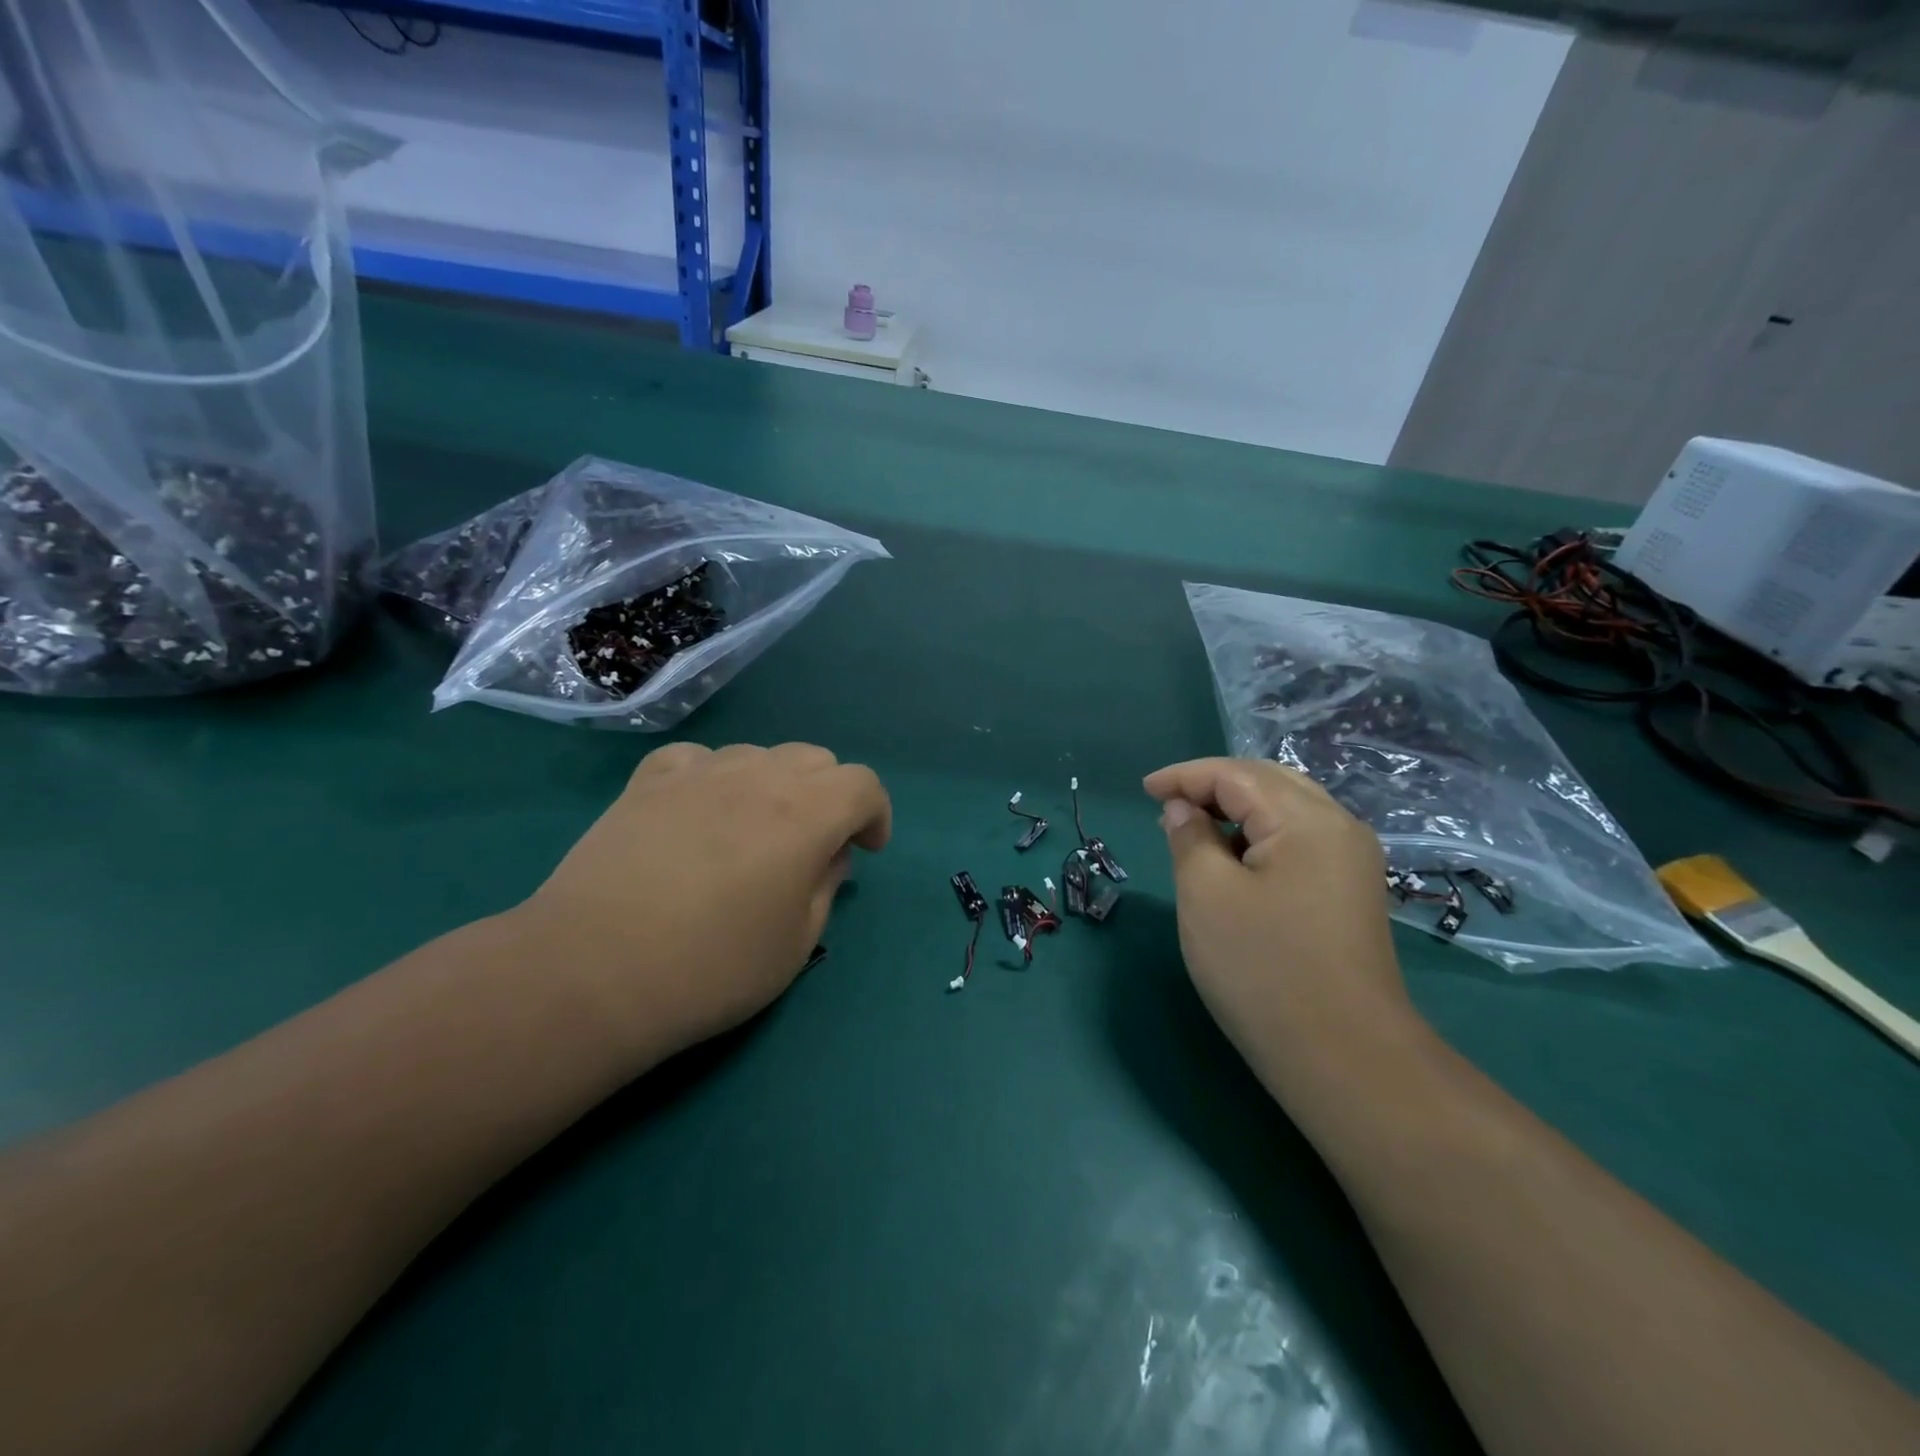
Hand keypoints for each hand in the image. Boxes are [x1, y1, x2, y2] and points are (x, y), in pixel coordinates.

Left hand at [513, 742, 890, 1065]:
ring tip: (755, 832)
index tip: (866, 850)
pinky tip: (701, 810)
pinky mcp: (648, 782)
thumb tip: (830, 856)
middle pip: (816, 760)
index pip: (863, 784)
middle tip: (815, 845)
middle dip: (831, 796)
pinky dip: (716, 776)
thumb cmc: (710, 968)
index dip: (875, 814)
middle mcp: (758, 776)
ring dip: (776, 785)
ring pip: (760, 753)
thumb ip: (826, 887)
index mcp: (805, 814)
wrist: (591, 973)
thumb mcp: (796, 944)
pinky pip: (699, 758)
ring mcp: (699, 772)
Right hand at [1143, 758, 1415, 1090]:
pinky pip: (1299, 840)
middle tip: (1167, 804)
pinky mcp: (1350, 891)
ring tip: (1192, 828)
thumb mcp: (1206, 895)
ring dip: (1237, 809)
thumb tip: (1184, 809)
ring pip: (1287, 809)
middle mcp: (1339, 827)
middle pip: (1268, 782)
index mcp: (1307, 819)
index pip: (1236, 774)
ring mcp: (1352, 861)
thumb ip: (1190, 837)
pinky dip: (1259, 835)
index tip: (1144, 790)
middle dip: (1213, 785)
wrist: (1344, 1058)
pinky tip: (1233, 859)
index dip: (1185, 776)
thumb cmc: (1263, 969)